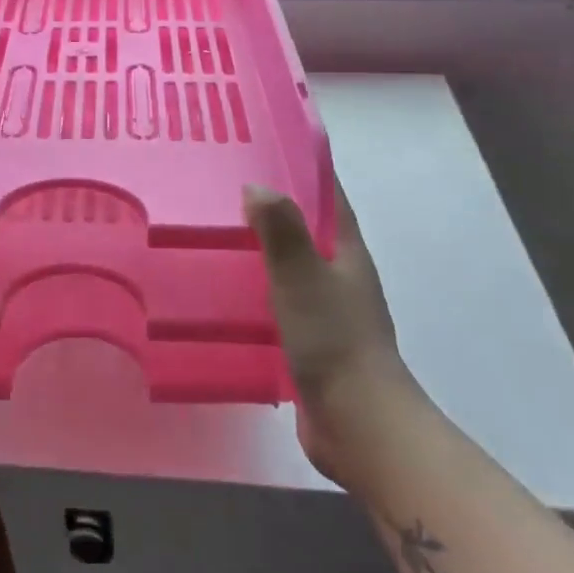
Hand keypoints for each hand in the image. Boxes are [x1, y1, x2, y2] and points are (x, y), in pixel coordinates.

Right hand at [244, 180, 409, 478]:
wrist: (358, 423)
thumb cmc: (333, 339)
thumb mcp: (302, 276)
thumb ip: (281, 229)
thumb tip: (257, 186)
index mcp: (346, 252)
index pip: (328, 197)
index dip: (305, 170)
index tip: (267, 149)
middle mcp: (340, 275)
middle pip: (307, 229)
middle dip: (274, 208)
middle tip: (225, 189)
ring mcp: (327, 310)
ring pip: (291, 266)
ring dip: (262, 249)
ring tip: (216, 234)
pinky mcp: (311, 340)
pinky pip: (280, 300)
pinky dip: (257, 288)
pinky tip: (225, 291)